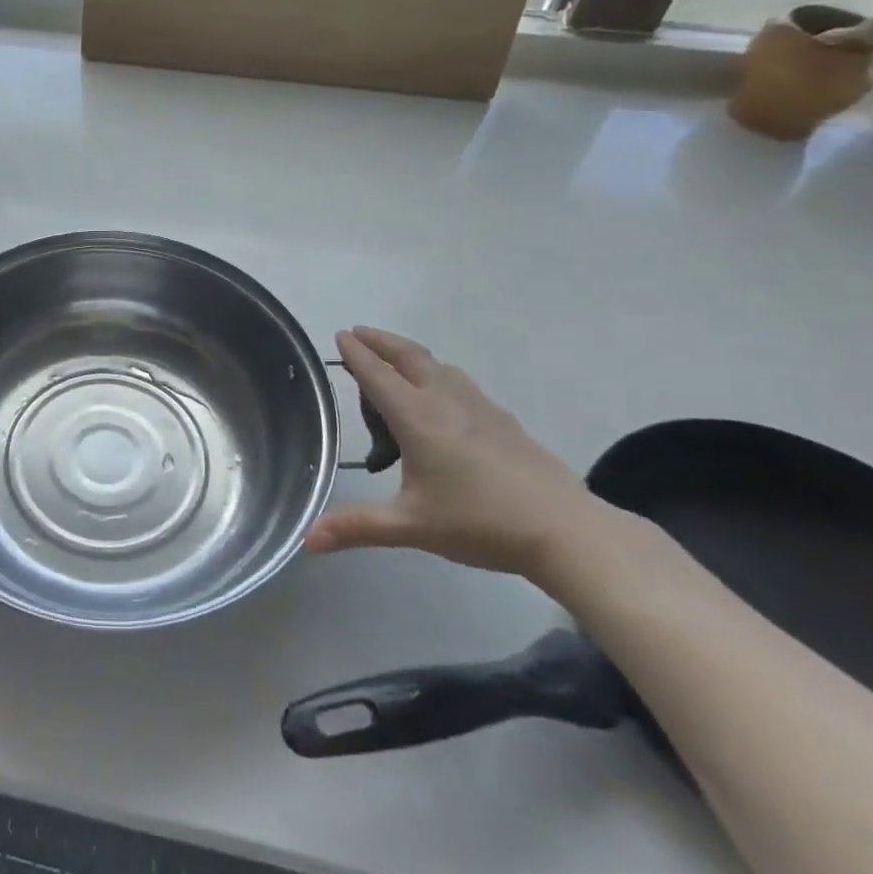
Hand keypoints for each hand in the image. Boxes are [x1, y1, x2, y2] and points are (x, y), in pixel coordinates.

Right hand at [305, 327, 600, 578]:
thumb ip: (357, 527)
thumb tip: (308, 540)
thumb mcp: (411, 526)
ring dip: (409, 355)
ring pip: (437, 366)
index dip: (356, 354)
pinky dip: (437, 374)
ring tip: (395, 362)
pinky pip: (459, 382)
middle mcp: (445, 400)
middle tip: (358, 333)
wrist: (565, 530)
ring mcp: (479, 406)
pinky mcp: (503, 420)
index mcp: (417, 417)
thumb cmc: (479, 522)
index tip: (340, 335)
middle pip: (408, 356)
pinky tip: (443, 398)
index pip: (377, 375)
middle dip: (380, 341)